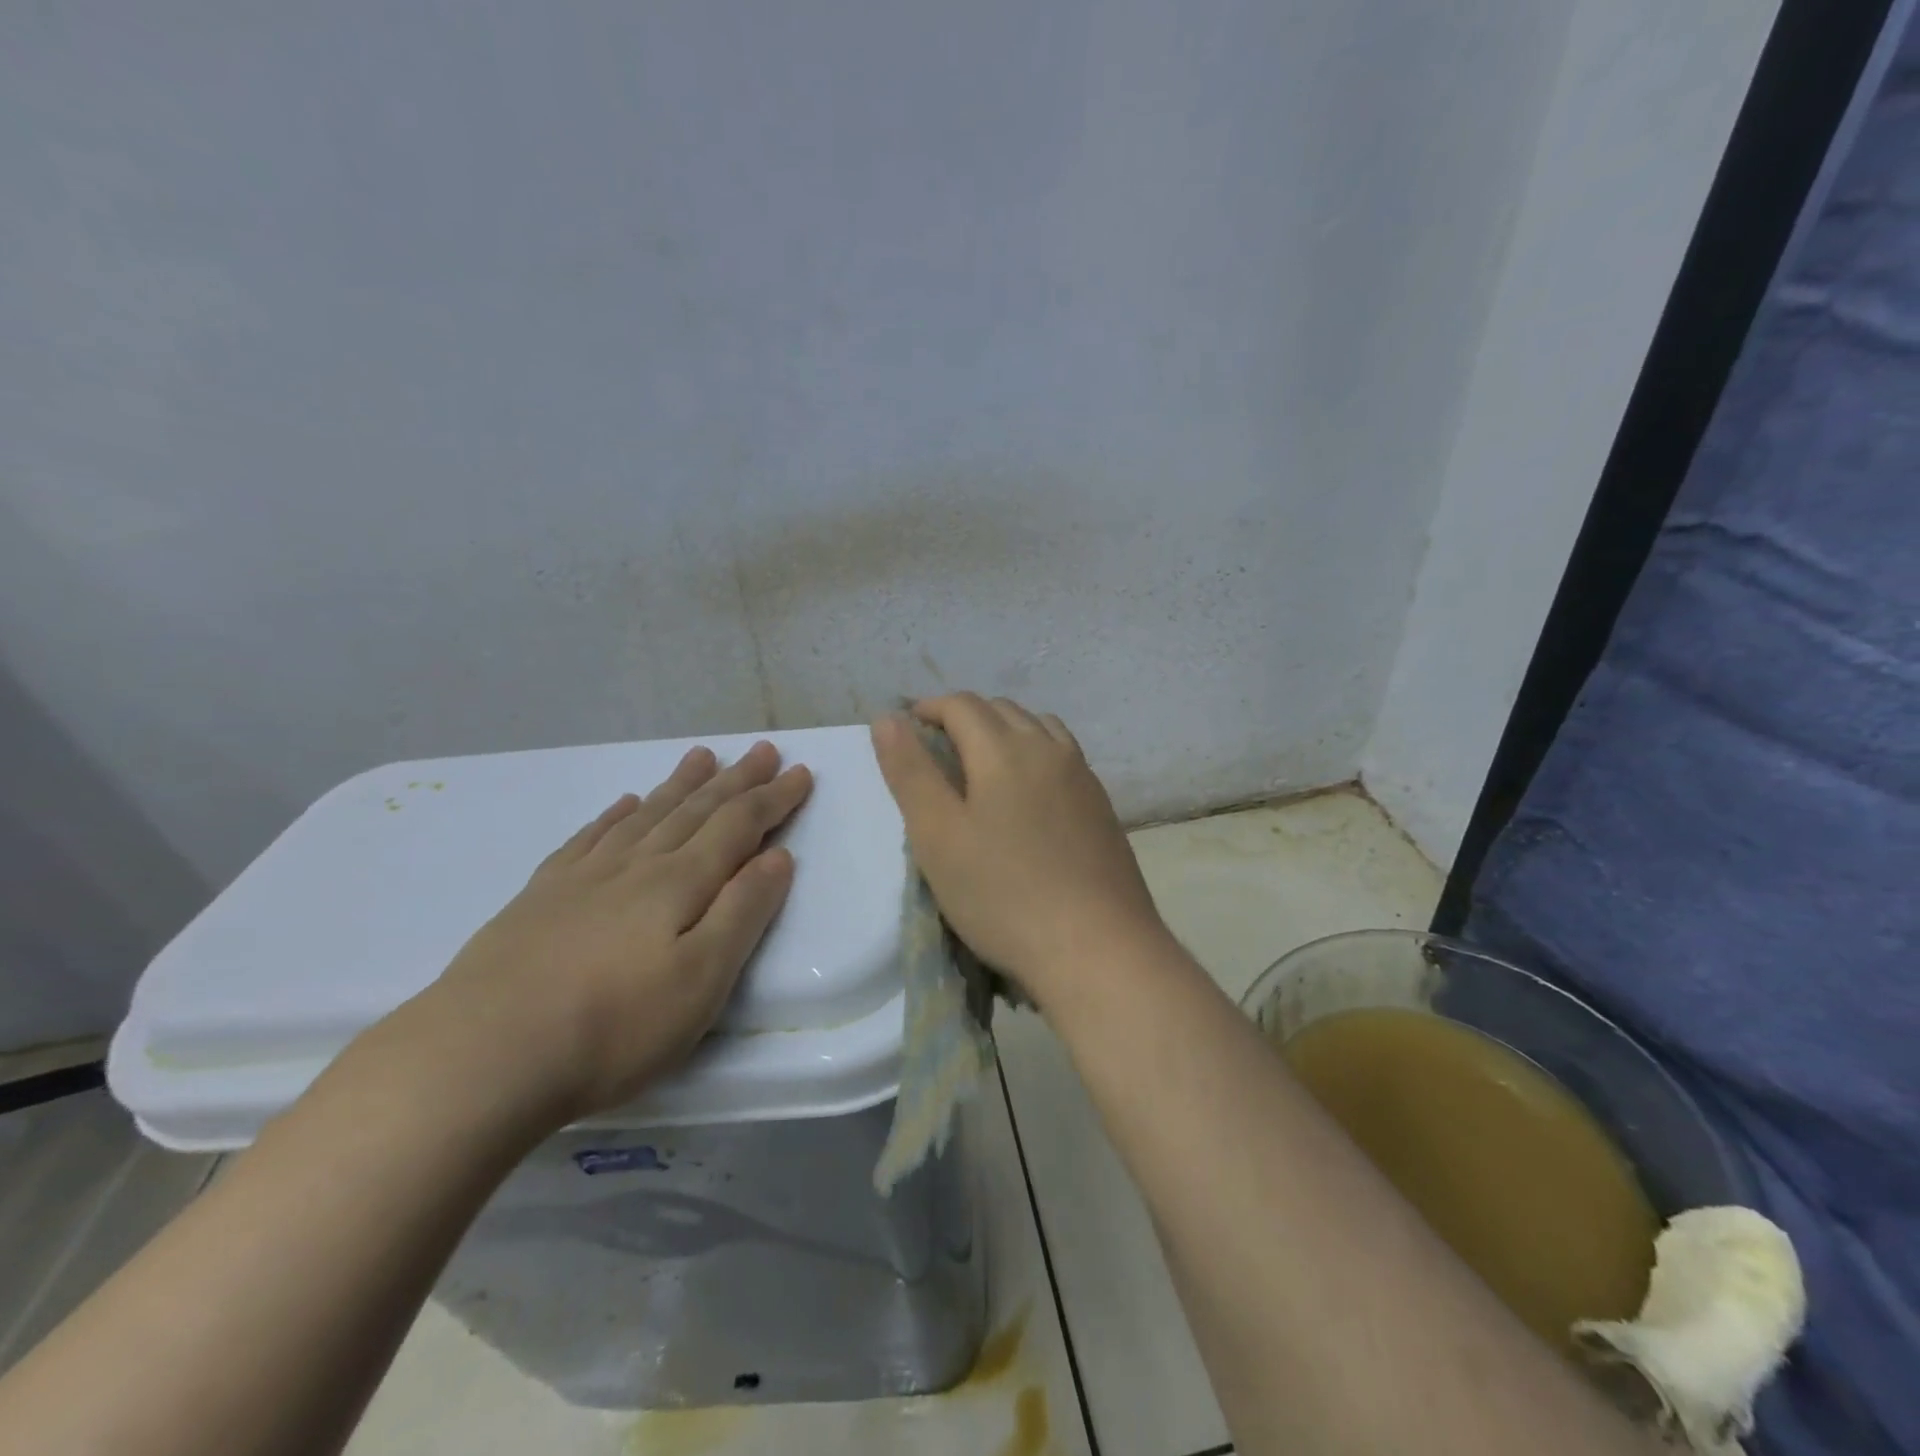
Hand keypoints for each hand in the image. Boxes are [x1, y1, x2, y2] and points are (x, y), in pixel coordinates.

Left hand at [405, 741, 812, 1122]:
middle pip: (695, 810)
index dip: (773, 798)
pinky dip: (615, 816)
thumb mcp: (702, 979)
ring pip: (646, 816)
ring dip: (680, 785)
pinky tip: (624, 804)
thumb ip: (743, 912)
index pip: (738, 826)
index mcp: (680, 883)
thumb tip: (777, 857)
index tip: (800, 772)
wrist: (481, 1055)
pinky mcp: (541, 897)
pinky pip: (590, 838)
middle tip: (762, 749)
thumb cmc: (613, 1026)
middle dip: (735, 780)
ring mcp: (583, 877)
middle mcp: (636, 866)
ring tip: (701, 757)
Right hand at [871, 693, 1168, 1007]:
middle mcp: (1049, 749)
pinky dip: (1036, 753)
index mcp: (1005, 749)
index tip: (907, 728)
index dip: (929, 708)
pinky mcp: (1102, 806)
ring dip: (1005, 730)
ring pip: (1039, 728)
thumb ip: (911, 772)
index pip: (962, 705)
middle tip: (937, 749)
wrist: (1098, 948)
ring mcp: (1083, 776)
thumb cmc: (1003, 894)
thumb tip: (888, 718)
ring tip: (982, 764)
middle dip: (965, 717)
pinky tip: (1029, 793)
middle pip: (1002, 710)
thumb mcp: (938, 836)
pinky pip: (1064, 756)